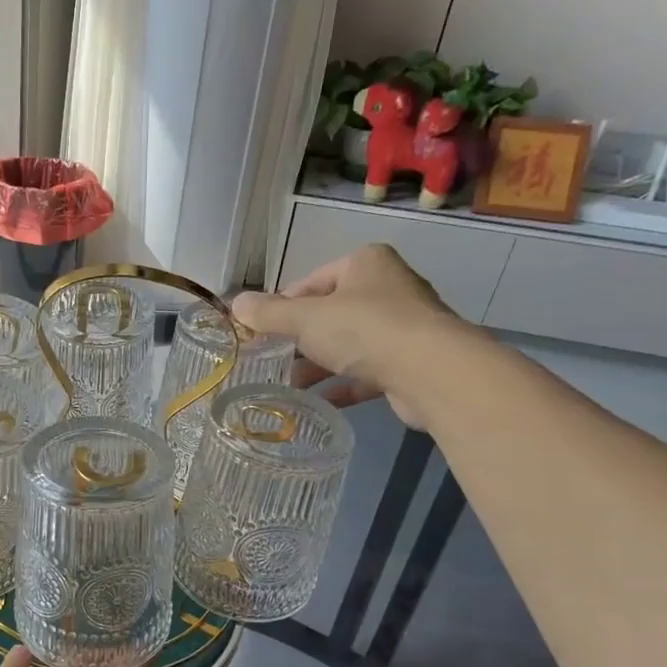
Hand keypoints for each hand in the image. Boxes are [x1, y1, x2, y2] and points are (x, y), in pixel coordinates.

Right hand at [232, 244, 470, 427]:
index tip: (260, 332)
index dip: (282, 306)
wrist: (431, 371)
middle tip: (270, 360)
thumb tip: (235, 304)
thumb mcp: (305, 319)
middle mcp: (388, 288)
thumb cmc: (364, 330)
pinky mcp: (410, 362)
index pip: (311, 281)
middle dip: (299, 339)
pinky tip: (318, 403)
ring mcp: (403, 327)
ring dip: (318, 365)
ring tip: (287, 386)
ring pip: (349, 345)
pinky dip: (343, 385)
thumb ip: (268, 313)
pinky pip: (367, 372)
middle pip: (330, 313)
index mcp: (365, 264)